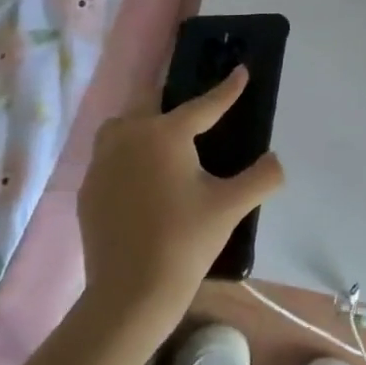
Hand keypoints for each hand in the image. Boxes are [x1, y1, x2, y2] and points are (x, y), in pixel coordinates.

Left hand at [76, 66, 284, 347]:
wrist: (130, 293)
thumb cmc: (184, 242)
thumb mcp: (230, 207)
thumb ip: (261, 177)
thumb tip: (276, 160)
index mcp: (165, 134)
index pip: (204, 104)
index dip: (227, 89)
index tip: (241, 71)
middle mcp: (129, 136)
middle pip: (151, 101)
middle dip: (172, 97)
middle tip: (192, 108)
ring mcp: (102, 162)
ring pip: (122, 125)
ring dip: (142, 122)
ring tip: (162, 138)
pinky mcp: (88, 187)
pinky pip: (108, 155)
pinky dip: (126, 154)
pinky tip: (140, 176)